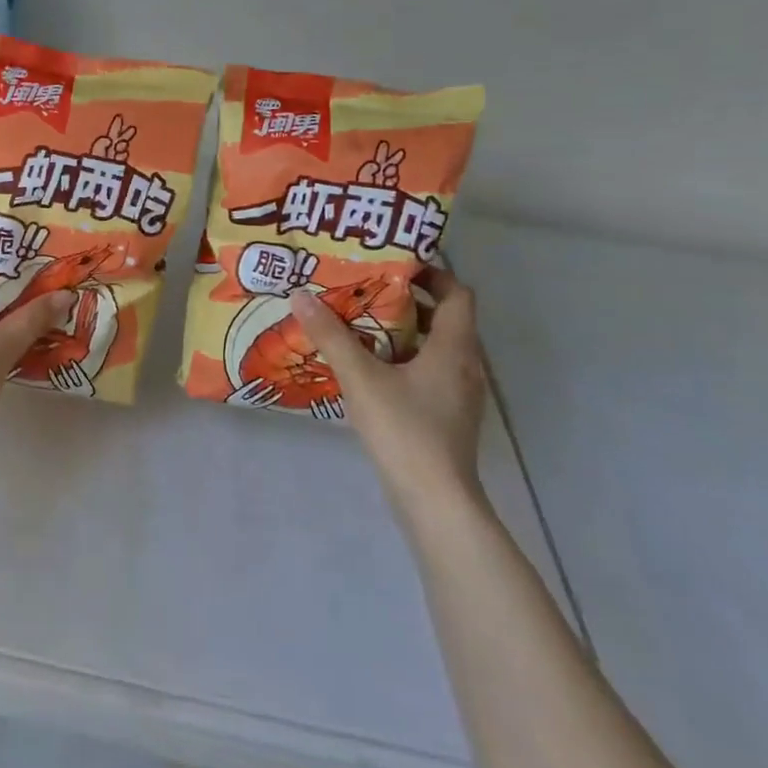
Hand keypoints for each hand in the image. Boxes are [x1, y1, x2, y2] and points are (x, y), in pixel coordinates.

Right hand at [288, 271, 486, 506]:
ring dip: (402, 334)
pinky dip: (403, 362)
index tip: (395, 266)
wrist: (434, 500)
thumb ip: (332, 336)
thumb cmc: (404, 430)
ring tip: (358, 327)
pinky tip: (368, 372)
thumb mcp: (361, 378)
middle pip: (444, 320)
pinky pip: (428, 374)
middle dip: (406, 302)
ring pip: (435, 349)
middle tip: (364, 292)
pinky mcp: (447, 417)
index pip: (458, 294)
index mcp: (454, 348)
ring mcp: (459, 395)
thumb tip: (301, 295)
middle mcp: (465, 366)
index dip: (432, 274)